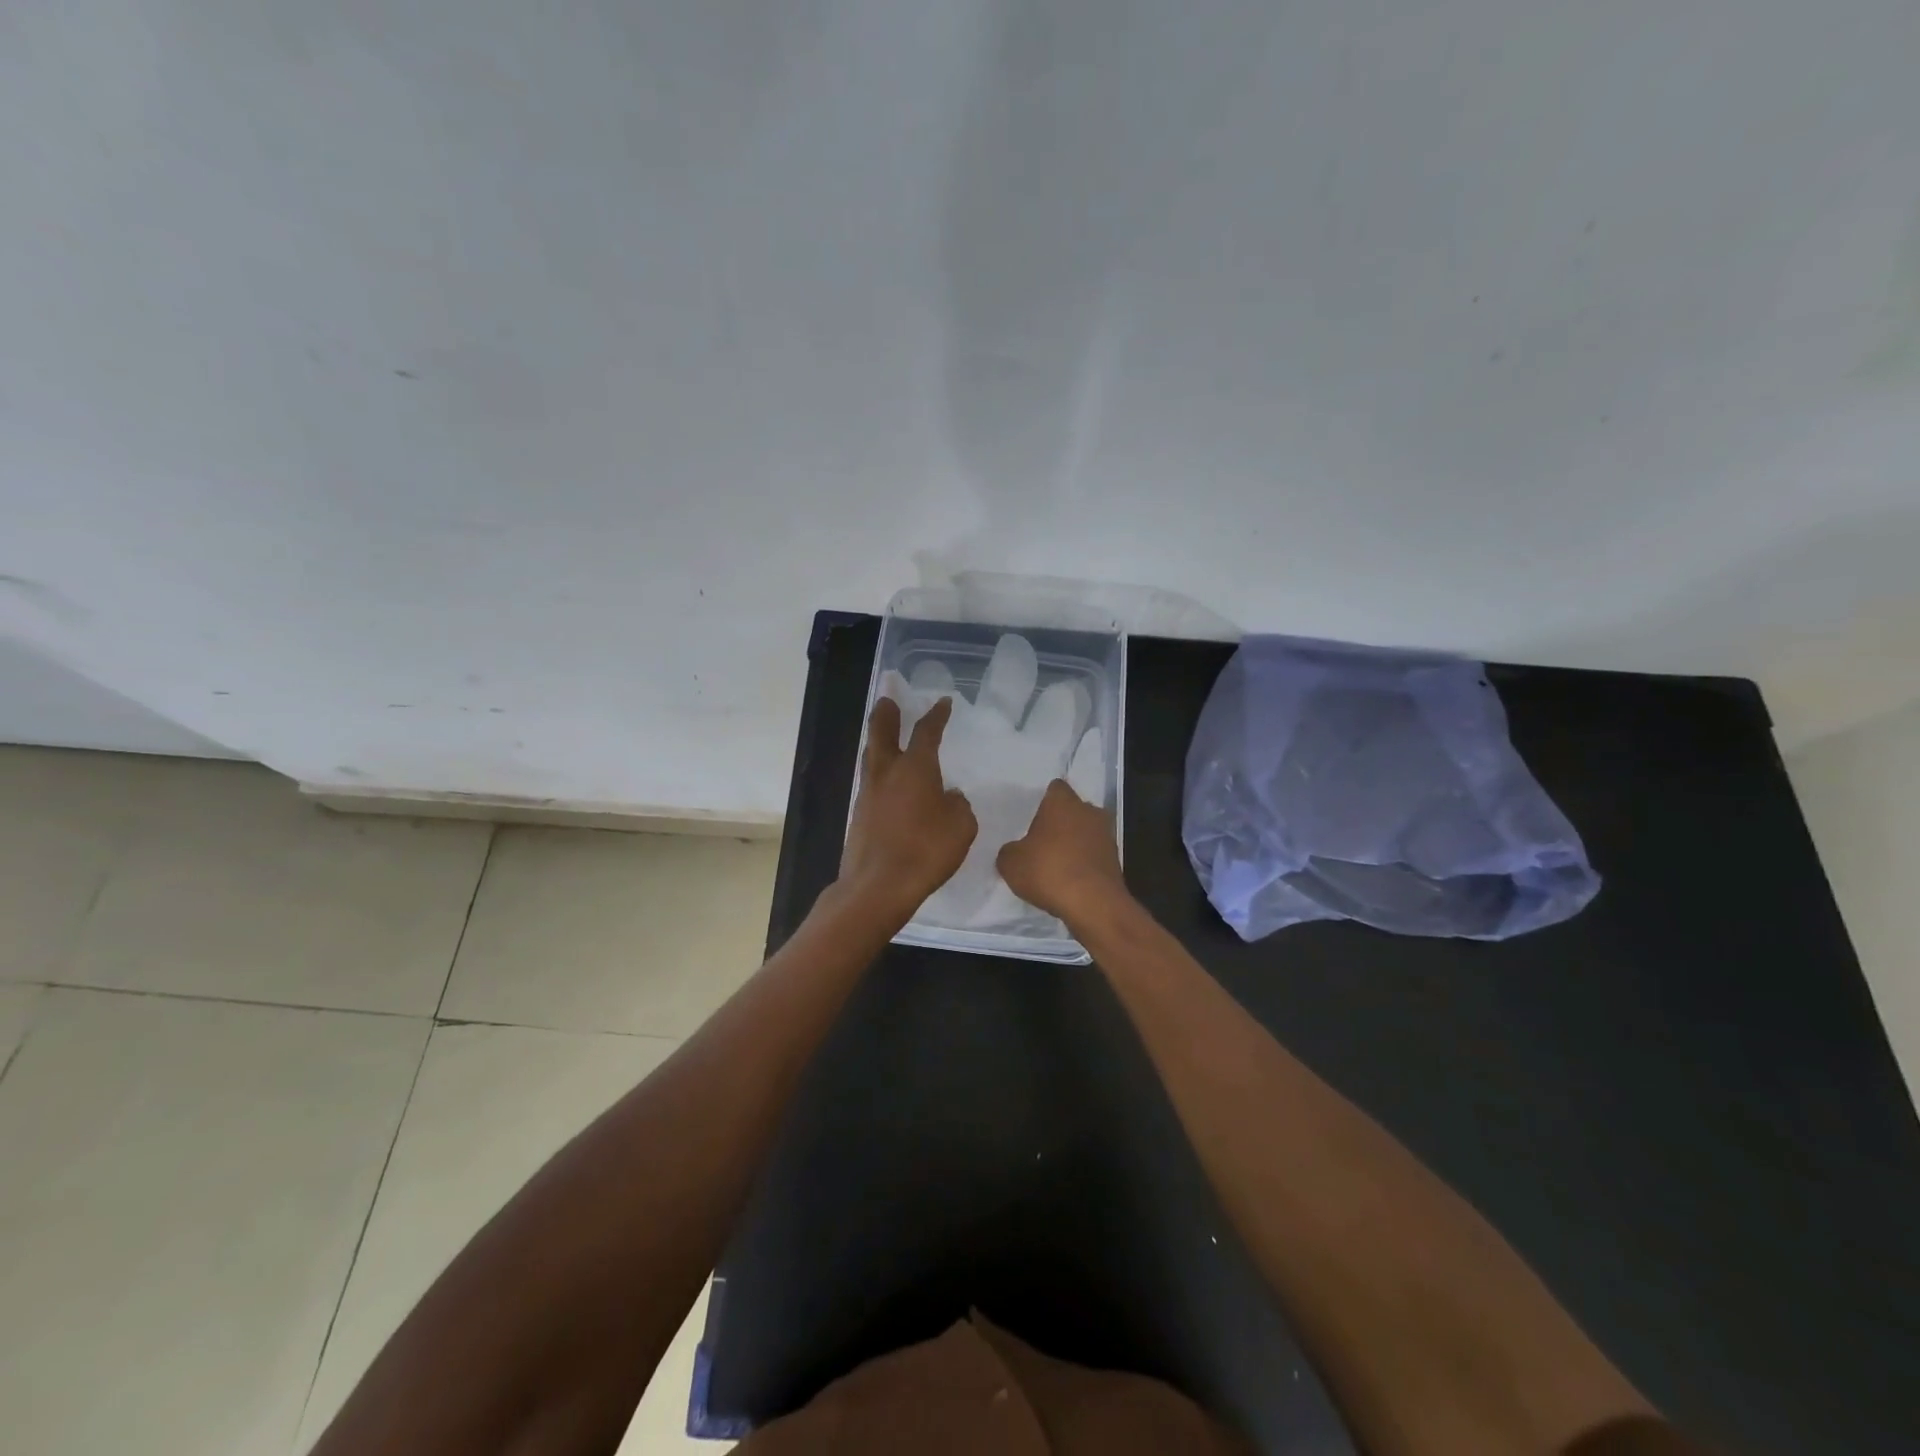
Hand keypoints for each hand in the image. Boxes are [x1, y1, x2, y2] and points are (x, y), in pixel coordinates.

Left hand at [840, 696, 976, 917]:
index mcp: (915, 768)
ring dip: (878, 741)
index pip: (926, 732)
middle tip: (888, 699)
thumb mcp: (961, 826)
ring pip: (871, 757)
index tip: (942, 703)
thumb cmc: (926, 850)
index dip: (936, 715)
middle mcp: (887, 773)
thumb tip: (949, 796)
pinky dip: (879, 774)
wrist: (878, 885)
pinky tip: (888, 783)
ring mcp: (868, 794)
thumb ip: (958, 805)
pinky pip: (870, 783)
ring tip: (883, 734)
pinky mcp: (859, 816)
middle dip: (886, 714)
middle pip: (882, 733)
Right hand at [997, 779, 1127, 925]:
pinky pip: (1094, 855)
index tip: (1034, 819)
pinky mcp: (1115, 860)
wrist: (1092, 903)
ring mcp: (1106, 835)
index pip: (1055, 789)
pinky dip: (1084, 863)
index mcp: (1063, 802)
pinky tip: (1070, 881)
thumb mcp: (1011, 863)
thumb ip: (1010, 851)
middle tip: (1042, 842)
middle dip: (1061, 823)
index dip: (1044, 802)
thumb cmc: (1048, 870)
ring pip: (1086, 832)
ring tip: (1056, 864)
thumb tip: (1015, 852)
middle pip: (1073, 810)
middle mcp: (1089, 811)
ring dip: (1075, 843)